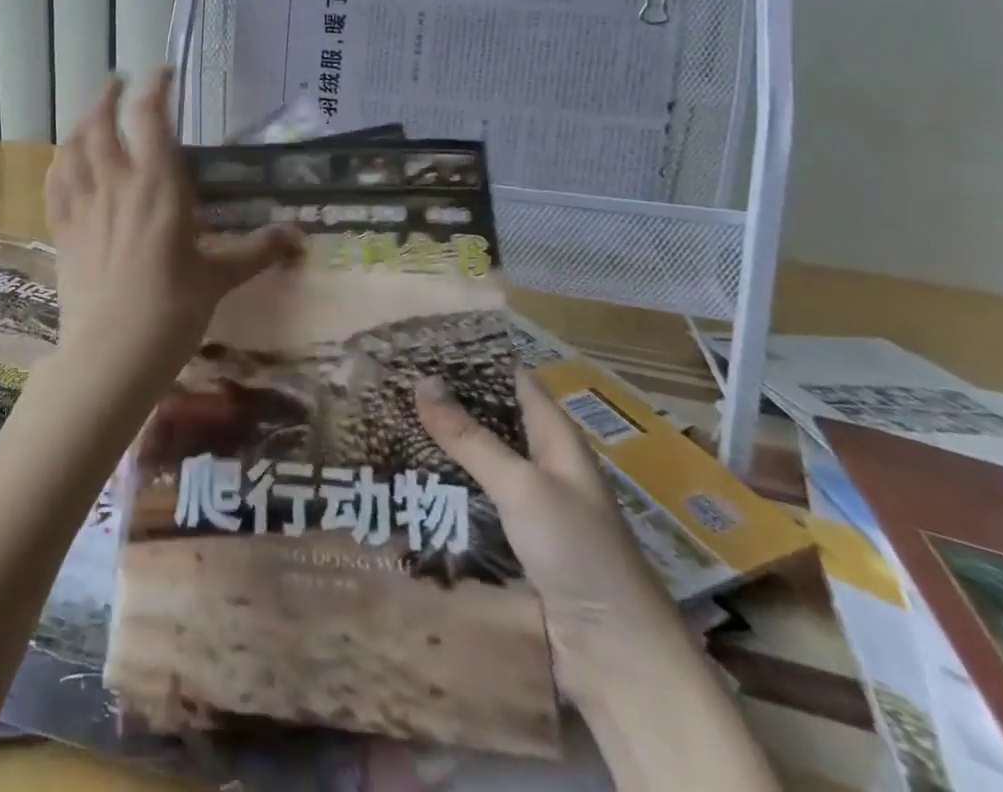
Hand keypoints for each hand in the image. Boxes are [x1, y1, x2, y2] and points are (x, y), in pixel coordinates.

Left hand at [44, 70, 302, 413]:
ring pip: (73, 148)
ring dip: (81, 122)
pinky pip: (55, 184)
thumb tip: (299, 237)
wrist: (112, 354)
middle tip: (118, 83)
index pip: (150, 117)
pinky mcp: (63, 231)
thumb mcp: (219, 277)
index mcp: (157, 186)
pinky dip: (59, 163)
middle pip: (101, 122)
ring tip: (91, 113)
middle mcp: (116, 184)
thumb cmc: (173, 311)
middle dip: (108, 96)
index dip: (154, 87)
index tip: (163, 73)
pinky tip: (63, 160)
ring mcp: (83, 206)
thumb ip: (256, 251)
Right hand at [415, 371, 691, 702]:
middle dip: (445, 403)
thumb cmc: (578, 552)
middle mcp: (542, 463)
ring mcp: (528, 504)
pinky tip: (406, 480)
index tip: (421, 345)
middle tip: (390, 385)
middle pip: (489, 420)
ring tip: (385, 425)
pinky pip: (472, 502)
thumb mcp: (521, 485)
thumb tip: (421, 380)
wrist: (617, 658)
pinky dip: (443, 488)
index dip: (473, 360)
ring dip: (439, 447)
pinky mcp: (513, 541)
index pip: (511, 380)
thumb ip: (470, 437)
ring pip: (476, 461)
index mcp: (556, 438)